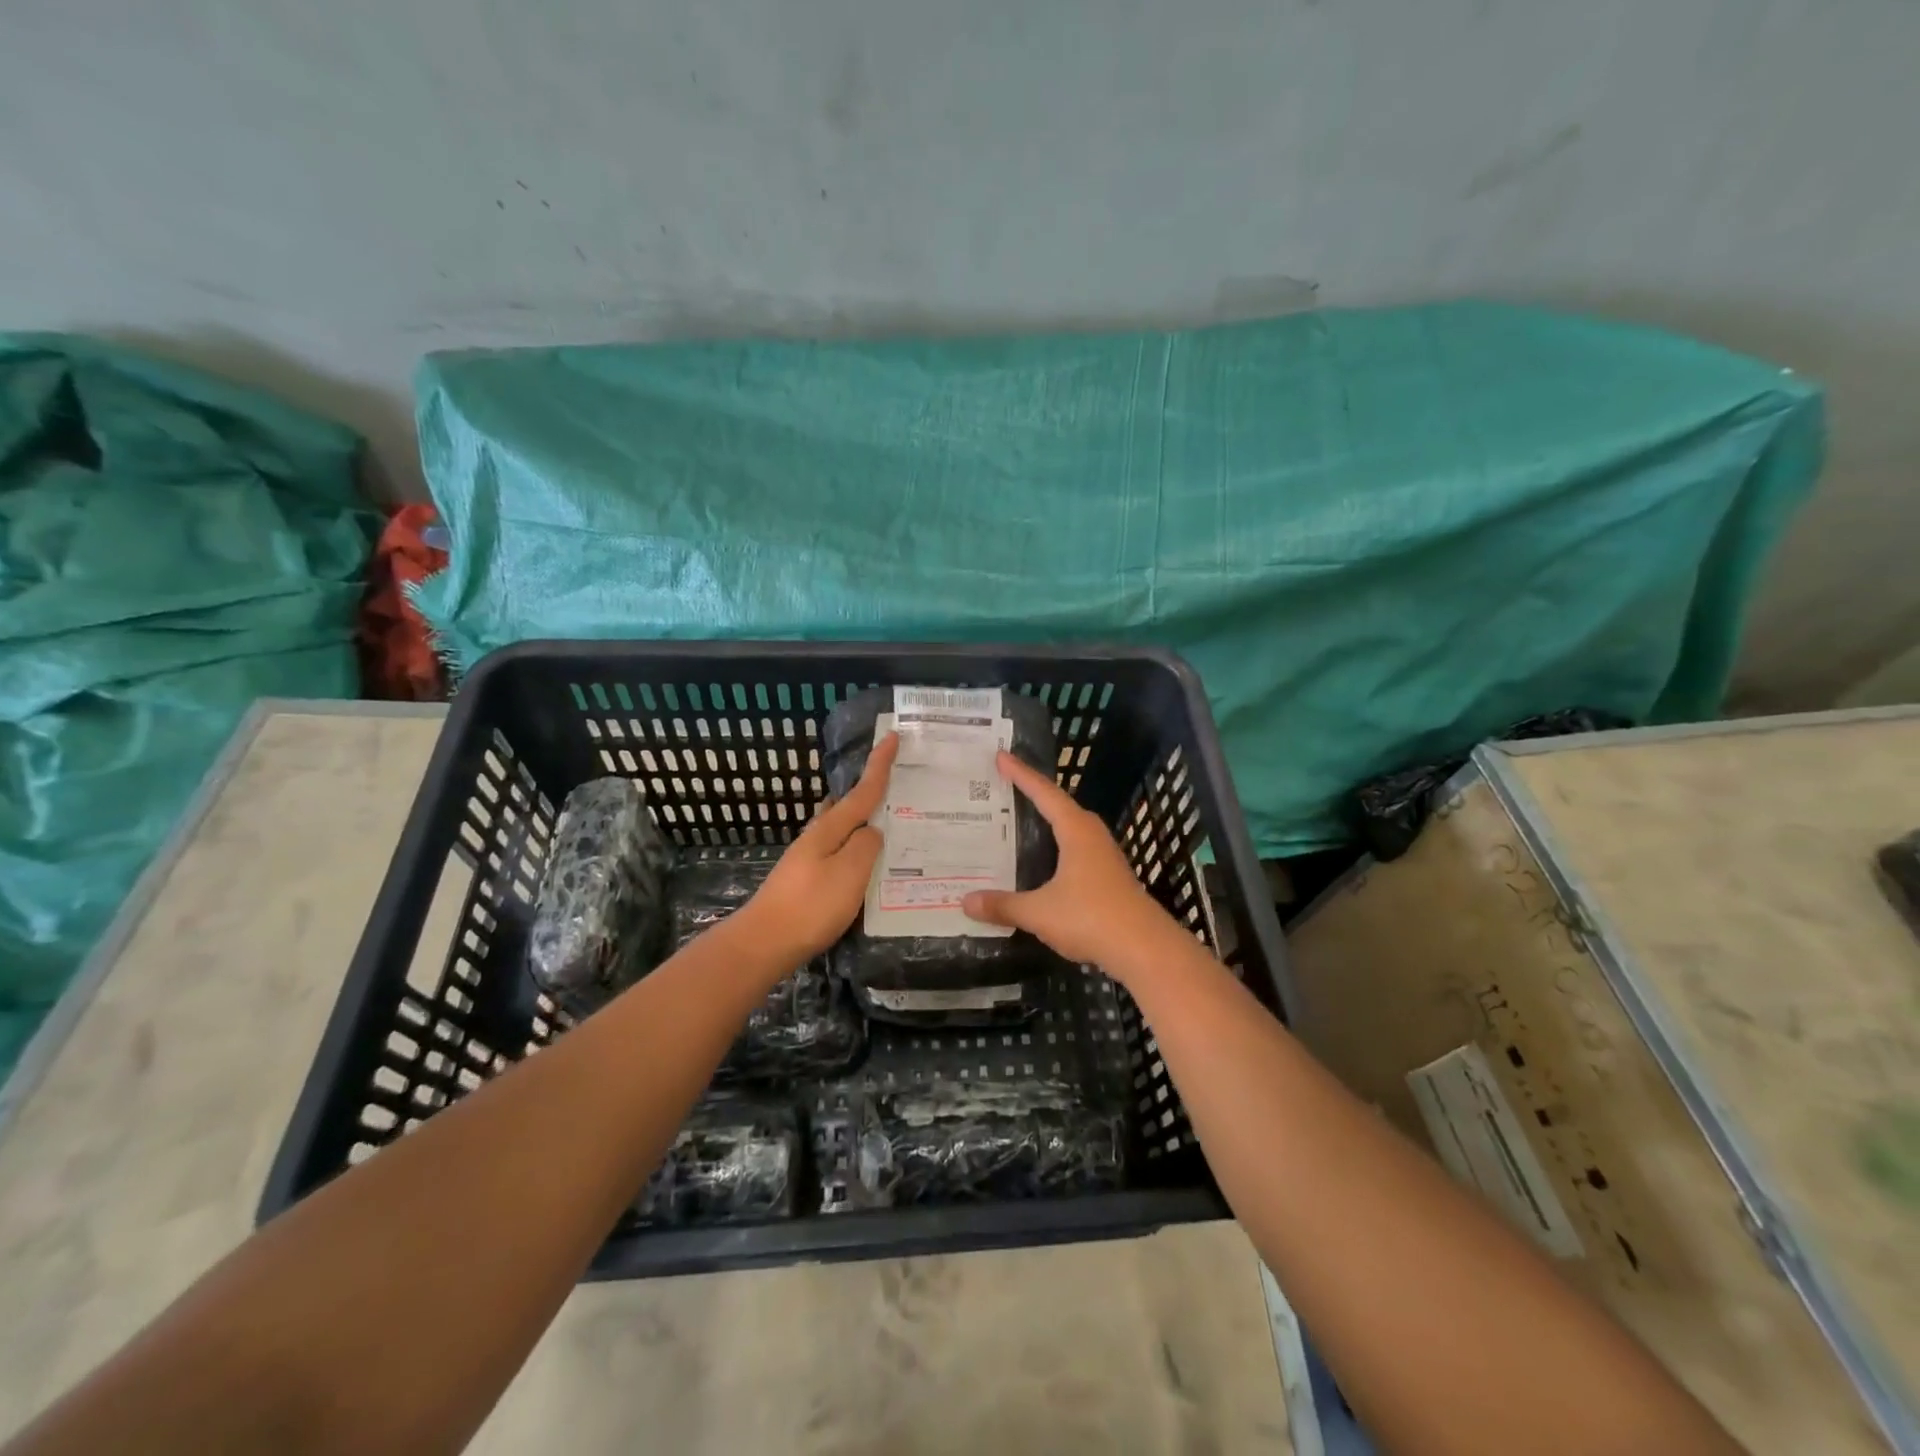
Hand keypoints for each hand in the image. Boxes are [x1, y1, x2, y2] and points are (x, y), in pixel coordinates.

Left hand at [735, 733, 898, 967]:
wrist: (763, 943)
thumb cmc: (810, 906)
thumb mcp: (849, 873)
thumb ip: (866, 847)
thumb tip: (872, 832)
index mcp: (830, 829)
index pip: (862, 791)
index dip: (879, 764)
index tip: (891, 735)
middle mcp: (818, 837)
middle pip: (849, 806)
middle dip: (872, 793)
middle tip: (901, 786)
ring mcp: (809, 859)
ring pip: (845, 831)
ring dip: (865, 823)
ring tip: (893, 825)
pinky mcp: (808, 880)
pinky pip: (841, 854)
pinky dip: (858, 849)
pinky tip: (869, 864)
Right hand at [962, 750, 1175, 974]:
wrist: (1144, 948)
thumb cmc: (1091, 918)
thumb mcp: (1039, 912)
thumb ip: (1003, 905)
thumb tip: (965, 902)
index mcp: (1076, 831)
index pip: (1044, 793)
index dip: (1021, 774)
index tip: (1001, 756)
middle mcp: (1092, 836)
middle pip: (1059, 806)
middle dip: (1033, 793)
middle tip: (1005, 785)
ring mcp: (1104, 856)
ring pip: (1070, 828)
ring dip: (1047, 821)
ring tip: (1020, 818)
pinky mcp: (1109, 876)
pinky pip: (1076, 849)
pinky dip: (1056, 846)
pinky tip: (1044, 861)